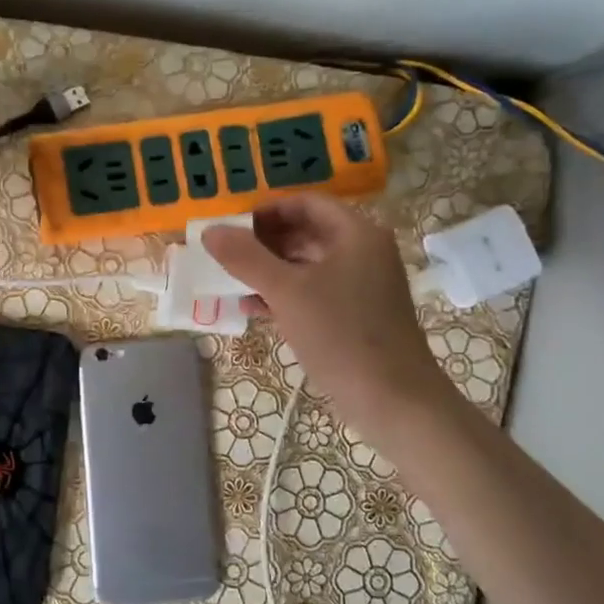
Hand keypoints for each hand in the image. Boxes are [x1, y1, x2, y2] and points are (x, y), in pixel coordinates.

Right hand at [201, 194, 454, 433]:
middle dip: (263, 242)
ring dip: (269, 270)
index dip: (266, 210)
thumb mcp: (286, 292)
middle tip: (226, 255)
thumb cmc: (341, 334)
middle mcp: (363, 252)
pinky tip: (252, 308)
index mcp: (356, 234)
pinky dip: (284, 294)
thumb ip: (246, 258)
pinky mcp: (356, 315)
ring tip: (231, 281)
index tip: (232, 227)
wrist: (393, 400)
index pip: (306, 203)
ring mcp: (362, 285)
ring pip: (307, 265)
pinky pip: (314, 292)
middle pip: (306, 232)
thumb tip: (210, 231)